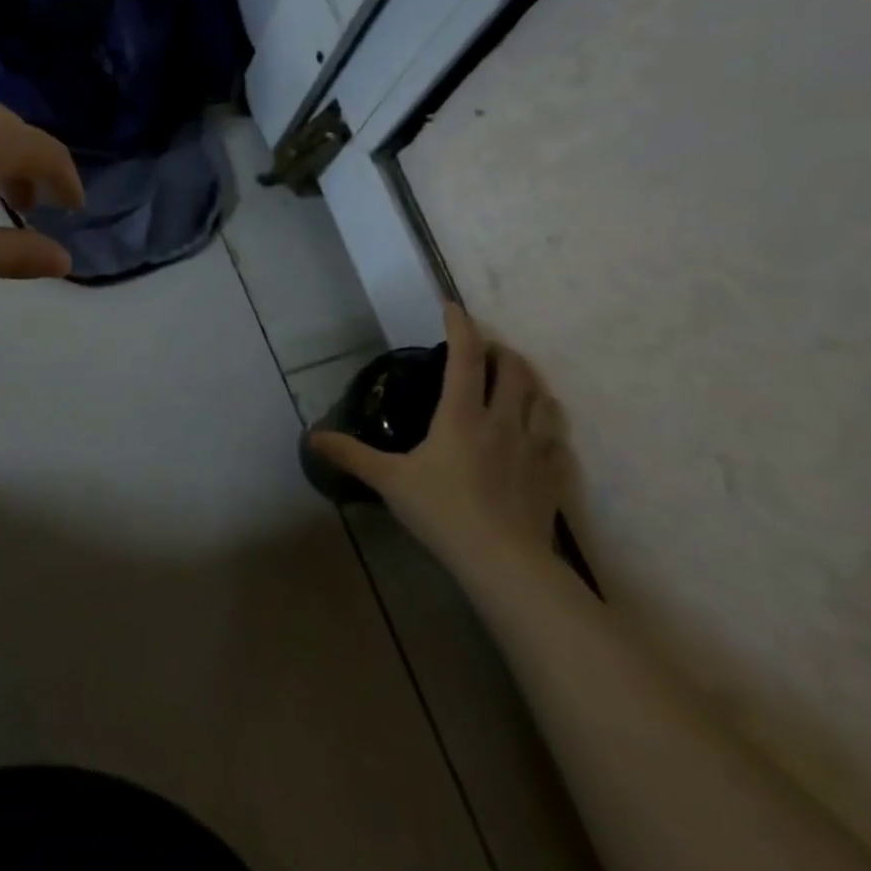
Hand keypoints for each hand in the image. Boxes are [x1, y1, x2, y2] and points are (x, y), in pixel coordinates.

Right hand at [309, 303, 567, 579]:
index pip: (464, 357)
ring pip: (542, 397)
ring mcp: (534, 446)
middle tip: (483, 351)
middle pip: (513, 369)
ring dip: (528, 380)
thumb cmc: (442, 512)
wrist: (504, 563)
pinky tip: (539, 429)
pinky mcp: (554, 473)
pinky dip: (548, 421)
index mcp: (462, 415)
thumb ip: (352, 455)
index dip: (460, 326)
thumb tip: (312, 438)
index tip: (452, 307)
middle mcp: (503, 420)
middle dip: (499, 350)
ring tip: (515, 380)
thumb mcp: (389, 480)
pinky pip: (558, 435)